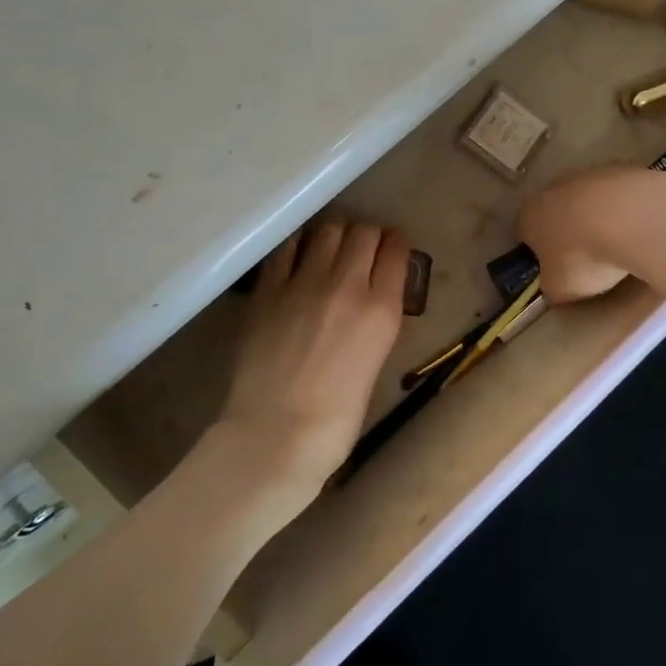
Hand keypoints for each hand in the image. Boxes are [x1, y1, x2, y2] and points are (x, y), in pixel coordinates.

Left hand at [215, 218, 409, 512]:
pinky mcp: (268, 290)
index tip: (392, 249)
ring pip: (327, 231)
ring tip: (331, 248)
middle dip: (367, 235)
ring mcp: (303, 283)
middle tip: (362, 248)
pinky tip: (299, 256)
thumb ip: (377, 322)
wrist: (276, 435)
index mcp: (382, 309)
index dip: (396, 245)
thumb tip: (373, 299)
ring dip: (335, 234)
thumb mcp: (375, 363)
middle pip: (363, 232)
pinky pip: (287, 248)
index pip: (396, 250)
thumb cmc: (336, 418)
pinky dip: (299, 246)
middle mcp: (347, 285)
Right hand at [519, 166, 665, 302]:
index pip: (525, 234)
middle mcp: (553, 189)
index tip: (556, 270)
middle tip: (587, 259)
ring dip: (597, 219)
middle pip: (556, 213)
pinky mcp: (622, 169)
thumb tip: (554, 282)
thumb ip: (551, 285)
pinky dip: (623, 211)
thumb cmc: (584, 257)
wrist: (633, 219)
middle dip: (568, 233)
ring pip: (587, 201)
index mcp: (530, 216)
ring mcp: (589, 175)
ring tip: (618, 245)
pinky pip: (617, 196)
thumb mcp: (559, 288)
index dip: (539, 254)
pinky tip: (638, 229)